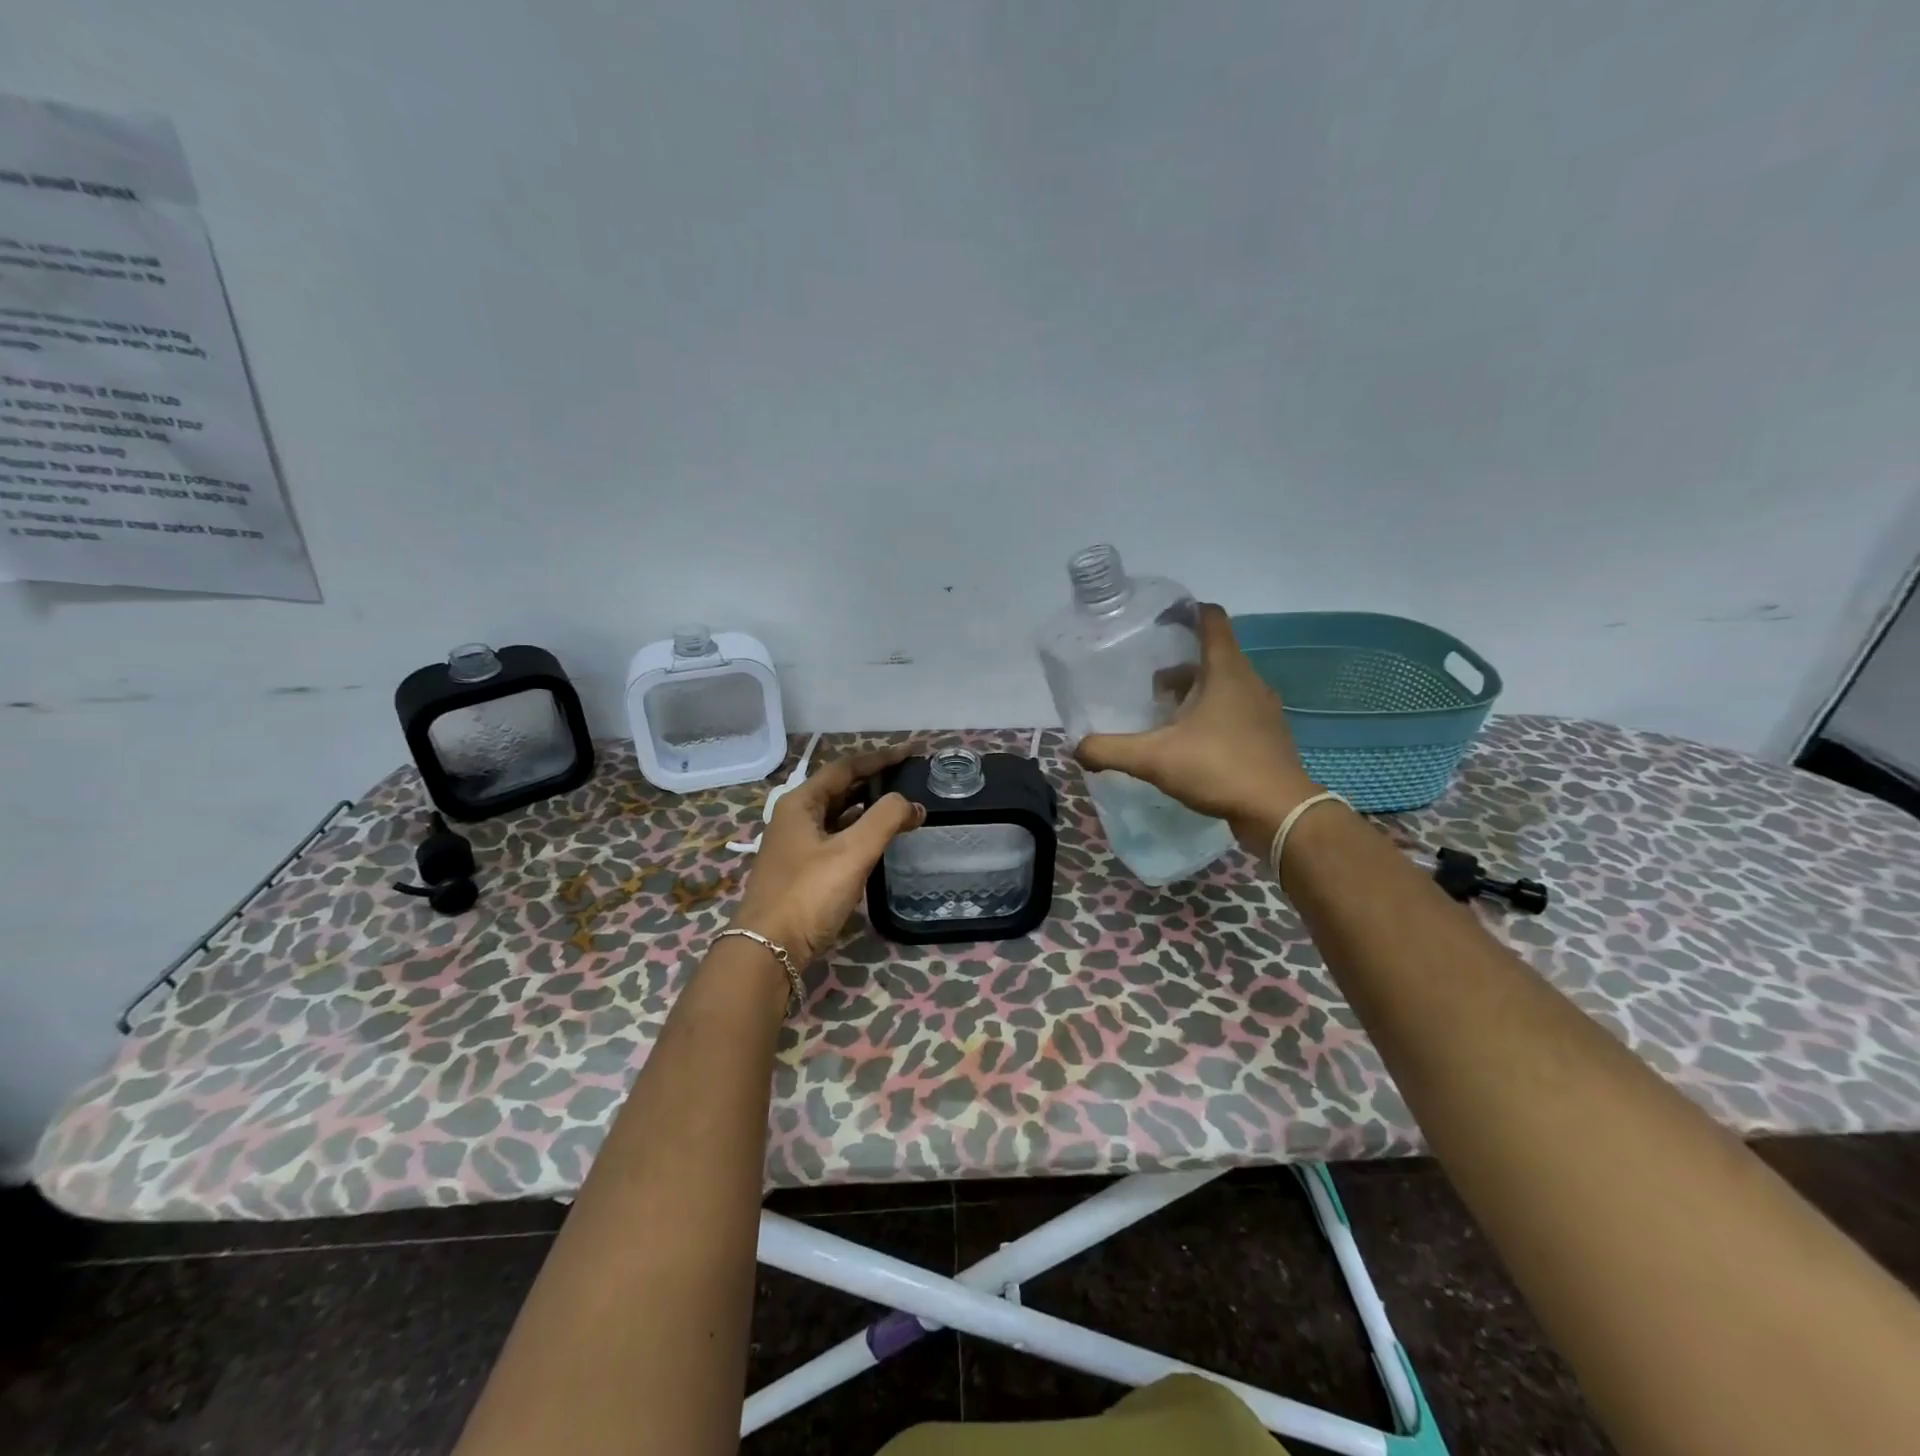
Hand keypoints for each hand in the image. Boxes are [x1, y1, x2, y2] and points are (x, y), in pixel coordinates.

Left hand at [730, 746, 925, 966]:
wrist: (767, 950)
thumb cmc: (808, 894)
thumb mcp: (852, 852)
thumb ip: (885, 820)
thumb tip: (912, 804)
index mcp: (800, 803)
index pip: (846, 767)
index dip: (881, 758)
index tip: (912, 752)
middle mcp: (795, 817)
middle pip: (840, 788)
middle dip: (875, 780)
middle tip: (910, 776)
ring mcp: (797, 845)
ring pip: (838, 814)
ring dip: (869, 807)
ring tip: (902, 804)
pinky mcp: (803, 870)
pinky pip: (837, 838)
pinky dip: (860, 831)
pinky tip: (879, 839)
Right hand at [1077, 604, 1318, 851]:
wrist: (1278, 812)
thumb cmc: (1219, 768)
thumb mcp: (1154, 758)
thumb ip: (1110, 750)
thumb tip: (1076, 747)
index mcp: (1226, 671)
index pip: (1212, 619)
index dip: (1186, 612)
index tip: (1158, 621)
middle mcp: (1249, 682)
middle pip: (1213, 656)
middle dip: (1179, 664)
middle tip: (1149, 683)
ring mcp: (1263, 710)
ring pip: (1224, 686)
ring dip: (1195, 693)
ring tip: (1164, 716)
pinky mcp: (1267, 736)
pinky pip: (1235, 712)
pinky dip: (1211, 716)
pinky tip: (1190, 744)